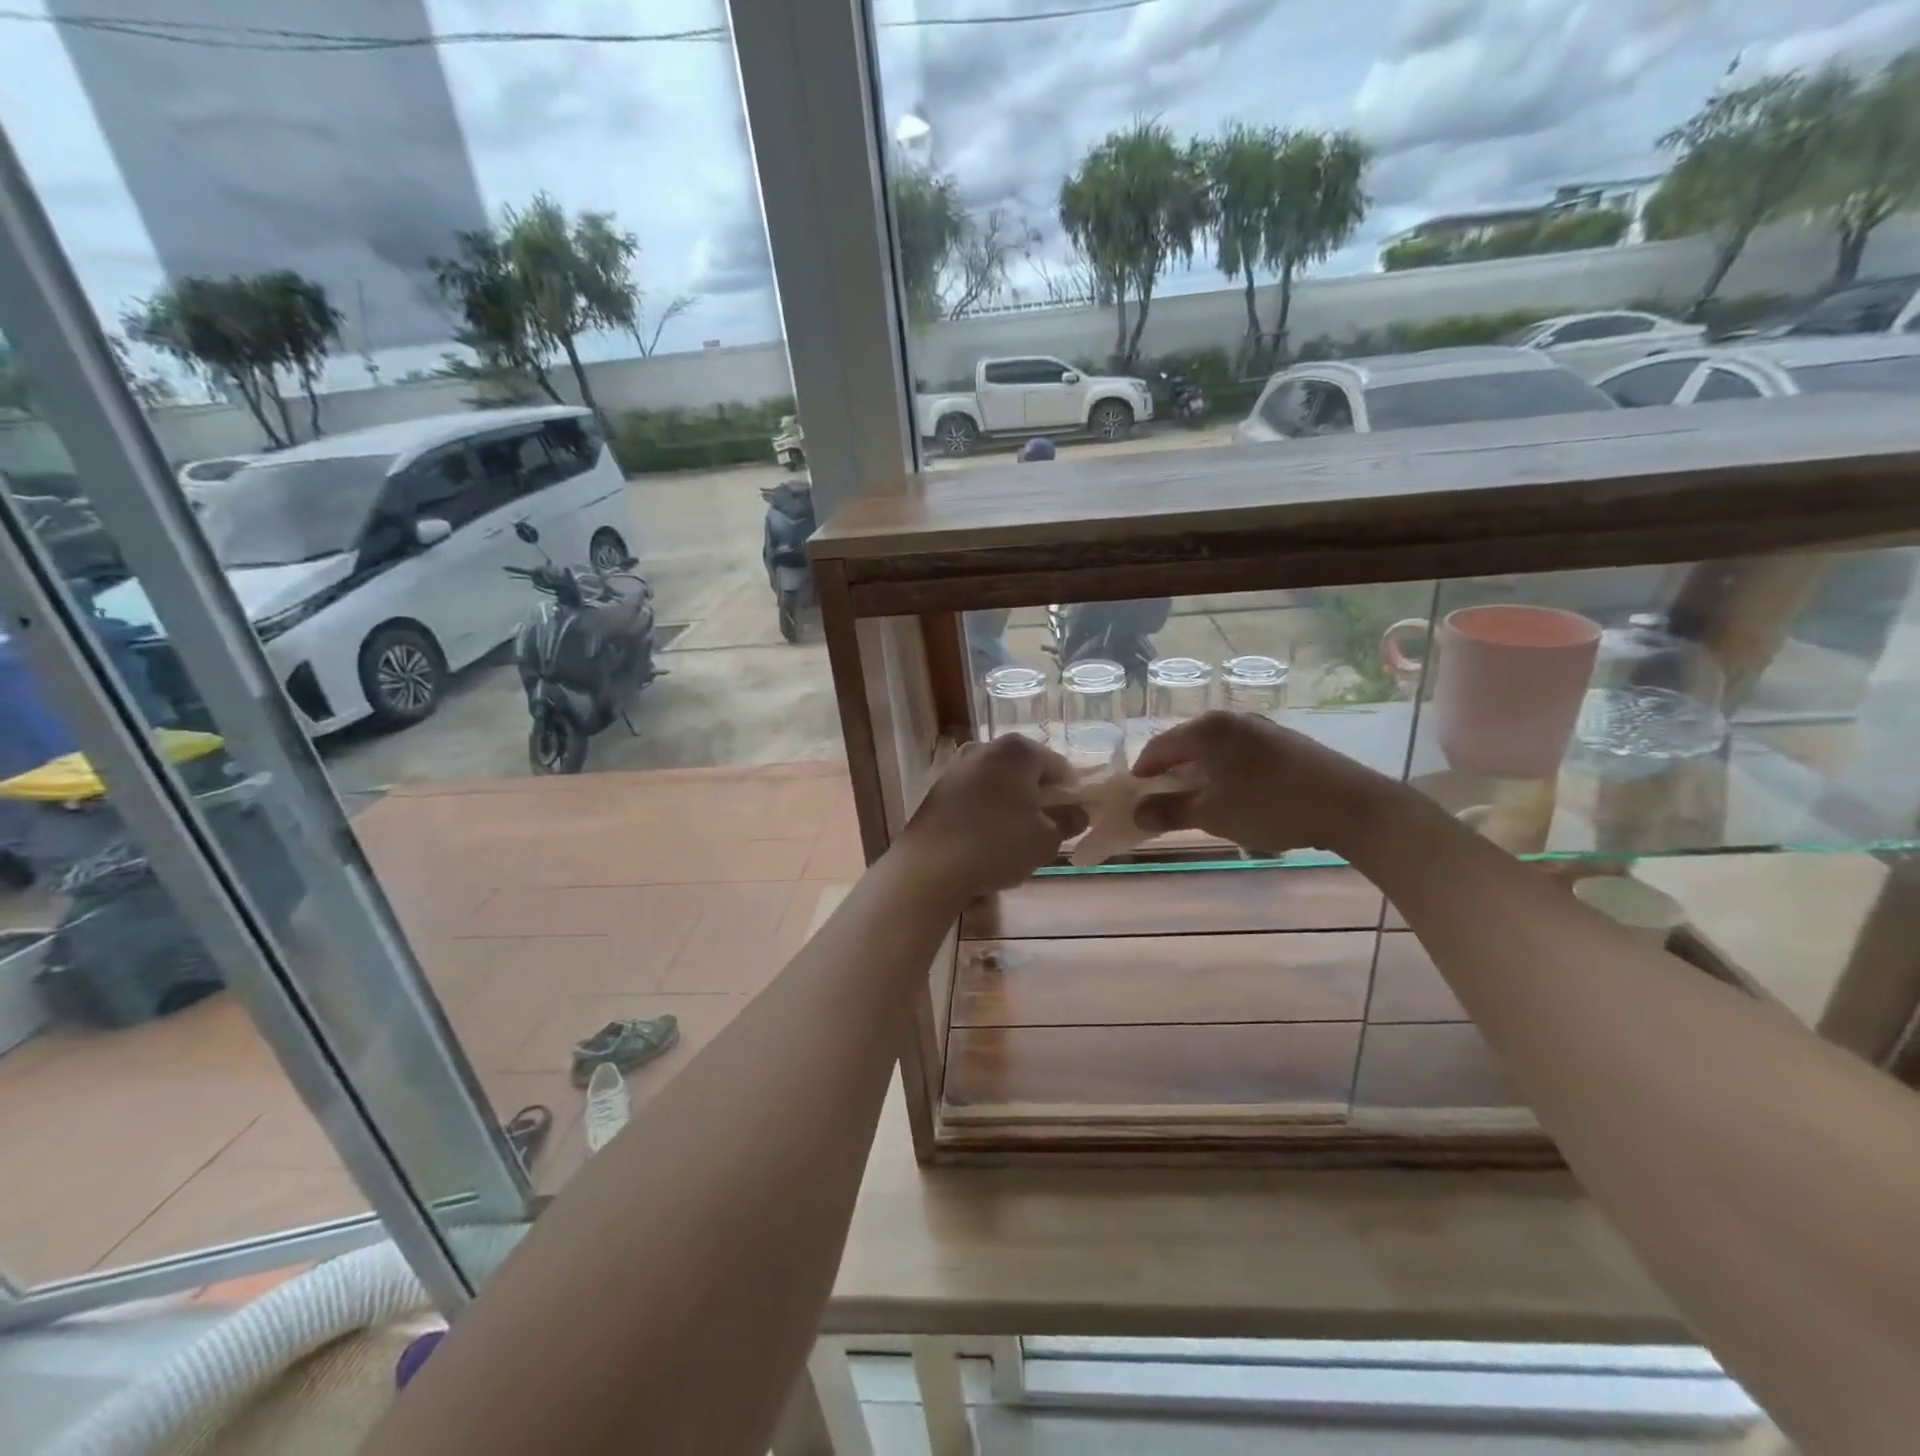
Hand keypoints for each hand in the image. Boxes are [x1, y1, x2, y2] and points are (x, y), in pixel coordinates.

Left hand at [894, 736, 1086, 900]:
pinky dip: (986, 810)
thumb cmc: (998, 845)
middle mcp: (986, 747)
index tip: (1072, 819)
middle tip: (1046, 829)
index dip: (1070, 793)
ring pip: (998, 783)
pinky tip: (987, 839)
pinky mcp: (938, 788)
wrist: (931, 866)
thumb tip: (1077, 814)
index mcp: (1018, 750)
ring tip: (1016, 838)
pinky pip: (975, 795)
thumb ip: (1068, 822)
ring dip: (1011, 803)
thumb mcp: (1046, 839)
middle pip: (1025, 770)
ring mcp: (958, 766)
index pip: (1058, 766)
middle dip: (1038, 796)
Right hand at [1130, 711, 1389, 856]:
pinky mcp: (1285, 742)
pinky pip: (1241, 754)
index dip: (1143, 772)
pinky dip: (1228, 772)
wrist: (1350, 806)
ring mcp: (1262, 728)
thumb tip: (1137, 814)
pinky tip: (1238, 797)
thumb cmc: (1270, 806)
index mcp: (1207, 730)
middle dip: (1172, 772)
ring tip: (1201, 802)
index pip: (1159, 746)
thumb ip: (1170, 812)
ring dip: (1201, 774)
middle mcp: (1232, 720)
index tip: (1136, 796)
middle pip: (1187, 744)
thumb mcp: (1212, 814)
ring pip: (1216, 749)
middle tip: (1165, 801)